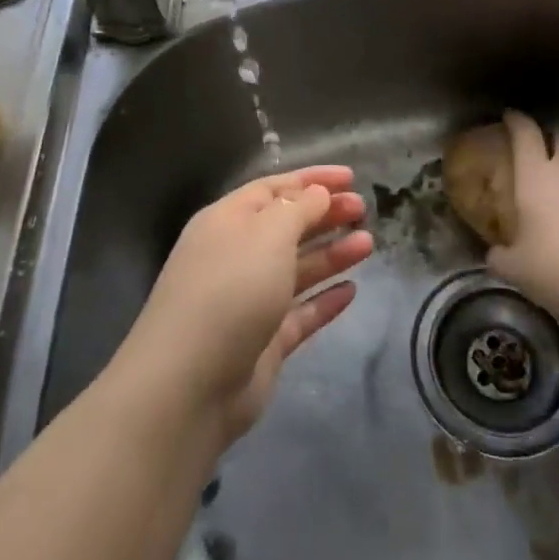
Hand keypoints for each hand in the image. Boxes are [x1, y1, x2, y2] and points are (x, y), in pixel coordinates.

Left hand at [124, 166, 372, 440]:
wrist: (190, 383)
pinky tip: (352, 291)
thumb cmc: (230, 289)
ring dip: (331, 254)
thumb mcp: (268, 234)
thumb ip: (299, 209)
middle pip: (286, 227)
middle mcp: (236, 256)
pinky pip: (300, 313)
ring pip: (296, 269)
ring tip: (368, 243)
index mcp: (227, 221)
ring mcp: (249, 301)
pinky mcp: (263, 342)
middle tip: (363, 209)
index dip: (311, 180)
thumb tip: (317, 193)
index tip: (351, 177)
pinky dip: (324, 300)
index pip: (273, 189)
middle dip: (324, 215)